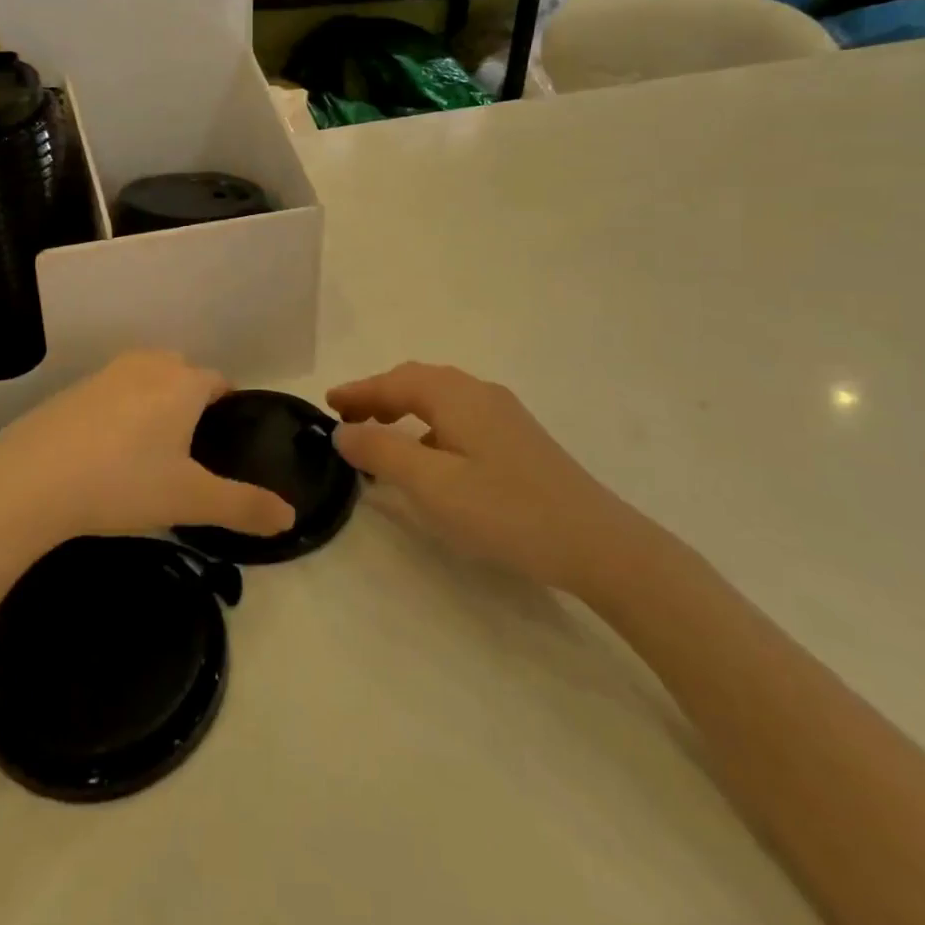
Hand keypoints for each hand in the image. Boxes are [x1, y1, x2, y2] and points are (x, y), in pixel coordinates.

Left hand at [0, 352, 295, 563]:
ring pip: (146, 379)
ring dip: (155, 403)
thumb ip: (244, 506)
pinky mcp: (72, 389)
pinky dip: (120, 411)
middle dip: (192, 401)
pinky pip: (112, 392)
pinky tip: (107, 450)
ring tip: (150, 450)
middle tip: (190, 449)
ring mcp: (106, 374)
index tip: (226, 439)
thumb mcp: (189, 500)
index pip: (219, 382)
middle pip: (183, 373)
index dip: (228, 407)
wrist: (30, 480)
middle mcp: (148, 365)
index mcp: (183, 383)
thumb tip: (290, 517)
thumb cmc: (122, 482)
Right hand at [328, 362, 632, 591]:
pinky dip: (429, 426)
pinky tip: (429, 458)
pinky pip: (459, 417)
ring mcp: (504, 415)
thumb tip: (343, 431)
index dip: (359, 391)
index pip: (395, 381)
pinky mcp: (518, 439)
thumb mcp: (432, 485)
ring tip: (380, 435)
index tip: (327, 403)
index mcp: (456, 396)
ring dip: (404, 409)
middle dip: (379, 395)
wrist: (597, 543)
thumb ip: (382, 453)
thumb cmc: (506, 510)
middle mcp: (480, 393)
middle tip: (348, 418)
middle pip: (418, 382)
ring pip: (441, 399)